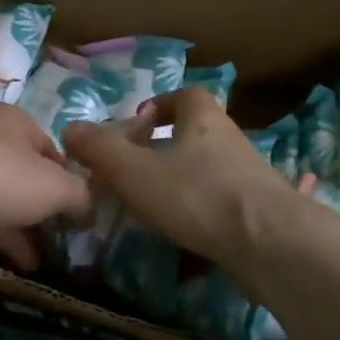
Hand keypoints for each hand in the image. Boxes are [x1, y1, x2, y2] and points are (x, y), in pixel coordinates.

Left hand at [0, 102, 91, 269]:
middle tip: (56, 247)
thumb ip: (79, 197)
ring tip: (33, 267)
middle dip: (38, 216)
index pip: (49, 150)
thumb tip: (90, 209)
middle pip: (18, 179)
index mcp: (12, 123)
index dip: (67, 183)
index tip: (77, 216)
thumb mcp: (54, 186)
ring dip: (11, 236)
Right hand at [62, 87, 294, 271]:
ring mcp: (248, 179)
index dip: (161, 104)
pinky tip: (181, 240)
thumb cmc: (197, 194)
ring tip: (151, 209)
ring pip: (207, 172)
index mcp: (204, 119)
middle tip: (134, 171)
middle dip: (165, 149)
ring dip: (181, 185)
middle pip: (196, 135)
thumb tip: (70, 129)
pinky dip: (199, 217)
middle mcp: (230, 141)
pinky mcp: (258, 214)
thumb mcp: (135, 171)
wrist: (269, 243)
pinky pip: (221, 207)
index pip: (185, 96)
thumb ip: (101, 150)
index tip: (138, 123)